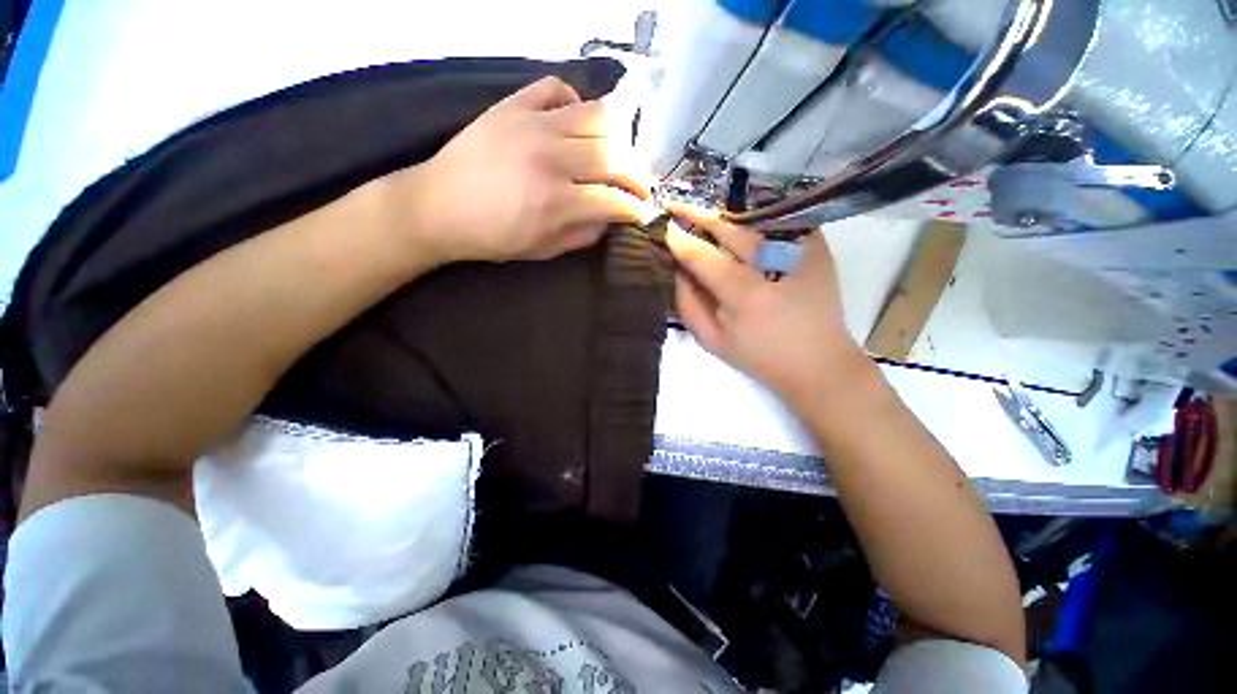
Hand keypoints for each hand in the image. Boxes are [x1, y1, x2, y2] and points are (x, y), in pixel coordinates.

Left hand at [388, 76, 655, 263]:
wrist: (437, 206)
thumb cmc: (492, 237)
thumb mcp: (543, 249)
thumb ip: (583, 235)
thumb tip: (610, 218)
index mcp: (556, 202)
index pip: (614, 199)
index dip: (636, 207)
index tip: (644, 212)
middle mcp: (551, 158)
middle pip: (614, 156)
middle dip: (637, 175)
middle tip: (640, 186)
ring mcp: (532, 124)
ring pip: (596, 116)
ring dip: (617, 138)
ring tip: (617, 155)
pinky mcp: (513, 105)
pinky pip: (557, 88)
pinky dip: (575, 103)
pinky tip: (576, 123)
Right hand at [665, 203, 870, 408]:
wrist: (818, 361)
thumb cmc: (759, 356)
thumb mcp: (711, 340)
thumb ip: (687, 303)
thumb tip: (674, 268)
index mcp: (746, 295)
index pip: (702, 255)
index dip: (679, 239)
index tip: (662, 227)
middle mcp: (775, 263)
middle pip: (728, 227)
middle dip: (698, 215)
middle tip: (676, 207)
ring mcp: (802, 248)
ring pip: (751, 219)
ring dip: (723, 217)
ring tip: (701, 217)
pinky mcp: (817, 245)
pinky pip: (775, 222)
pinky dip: (751, 221)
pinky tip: (736, 228)